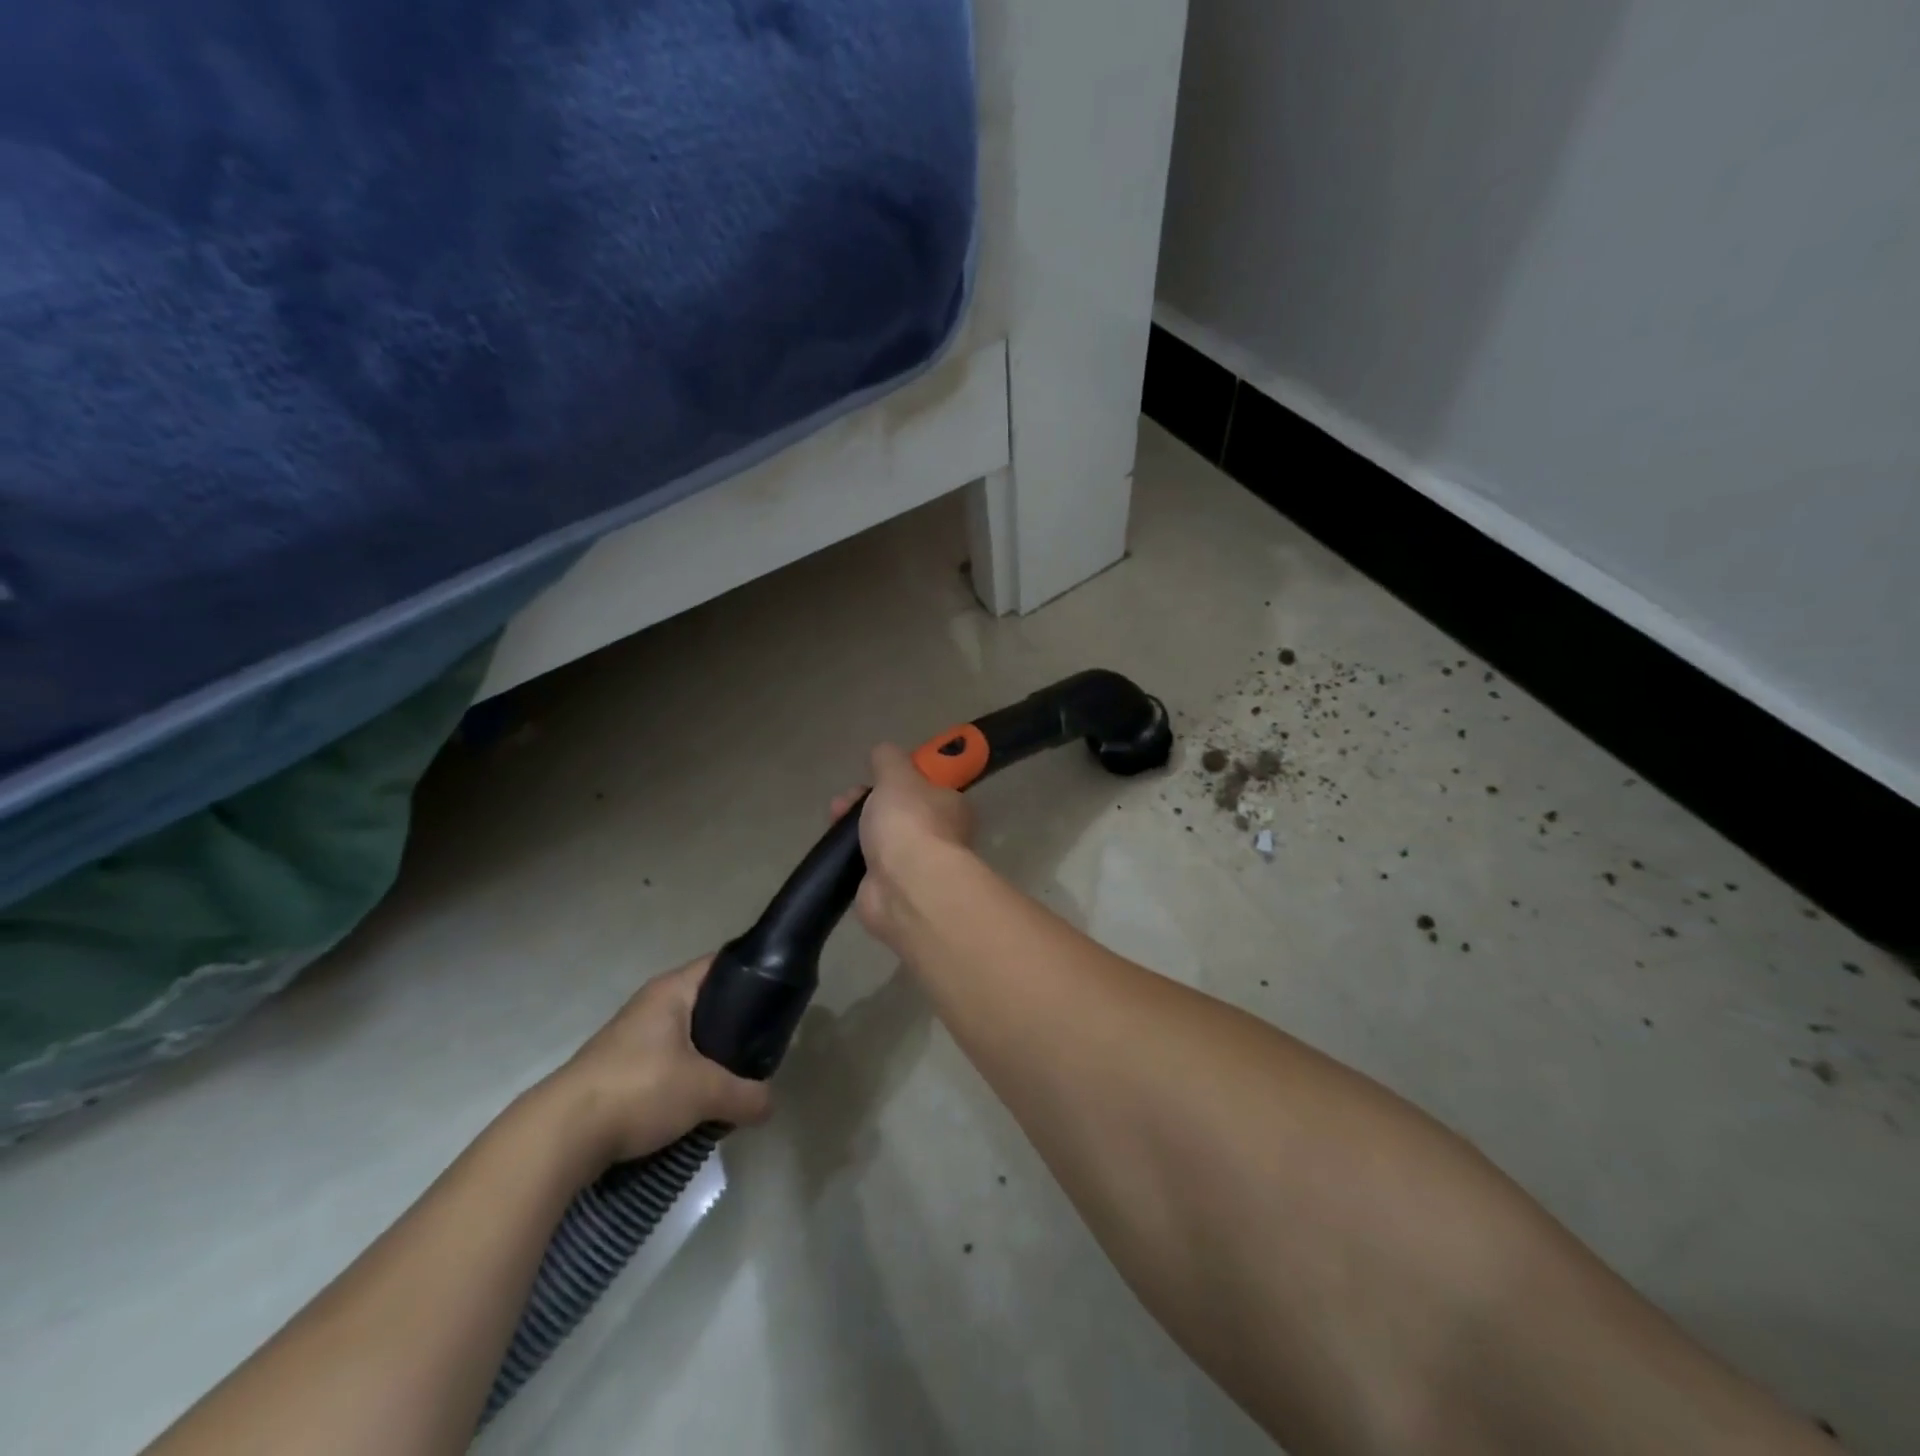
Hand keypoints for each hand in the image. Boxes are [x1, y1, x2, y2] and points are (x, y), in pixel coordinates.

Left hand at [545, 957, 772, 1166]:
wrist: (559, 1136)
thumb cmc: (639, 1089)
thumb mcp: (705, 1092)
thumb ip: (746, 1095)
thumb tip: (769, 1105)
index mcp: (671, 991)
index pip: (721, 965)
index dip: (752, 974)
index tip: (778, 998)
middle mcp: (650, 1006)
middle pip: (706, 1005)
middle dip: (734, 1028)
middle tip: (761, 1049)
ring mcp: (630, 1040)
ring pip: (685, 1041)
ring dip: (708, 1061)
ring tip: (734, 1083)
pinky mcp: (617, 1073)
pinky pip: (664, 1068)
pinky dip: (683, 1083)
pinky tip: (697, 1106)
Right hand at [831, 743, 975, 949]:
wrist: (905, 887)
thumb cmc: (909, 822)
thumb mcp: (897, 775)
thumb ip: (889, 760)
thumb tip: (883, 752)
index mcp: (950, 805)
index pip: (925, 785)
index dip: (896, 778)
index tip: (874, 775)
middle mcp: (937, 835)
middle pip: (897, 810)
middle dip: (866, 800)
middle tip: (846, 800)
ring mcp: (913, 865)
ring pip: (879, 837)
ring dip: (853, 826)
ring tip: (834, 819)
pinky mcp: (889, 890)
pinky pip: (866, 866)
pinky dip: (850, 858)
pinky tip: (836, 851)